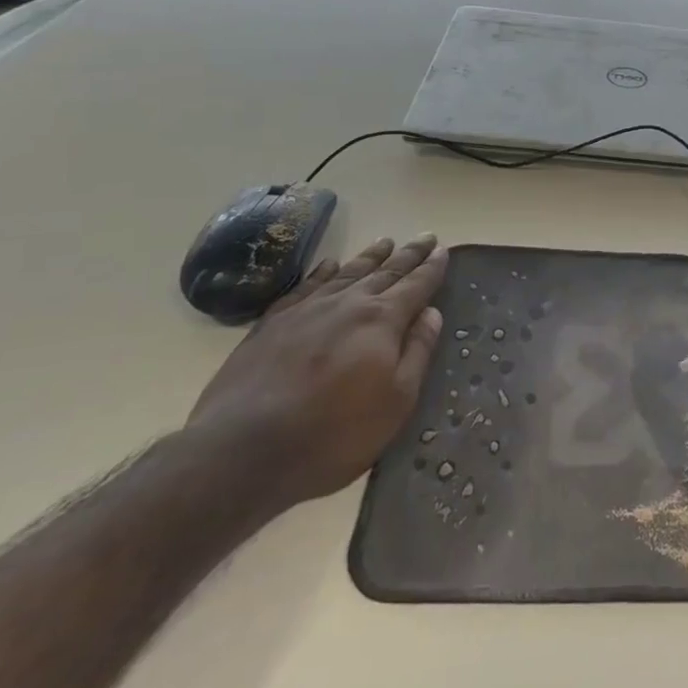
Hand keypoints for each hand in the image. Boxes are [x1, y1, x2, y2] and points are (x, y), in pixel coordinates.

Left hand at [186, 233, 447, 512]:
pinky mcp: (272, 324)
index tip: (444, 250)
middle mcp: (347, 304)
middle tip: (426, 238)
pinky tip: (328, 265)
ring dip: (370, 257)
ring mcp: (306, 310)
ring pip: (346, 273)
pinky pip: (304, 286)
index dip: (432, 268)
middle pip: (385, 272)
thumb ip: (417, 352)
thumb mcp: (396, 401)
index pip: (416, 286)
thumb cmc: (334, 433)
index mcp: (381, 320)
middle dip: (408, 255)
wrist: (244, 450)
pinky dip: (322, 272)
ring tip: (385, 242)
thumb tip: (432, 313)